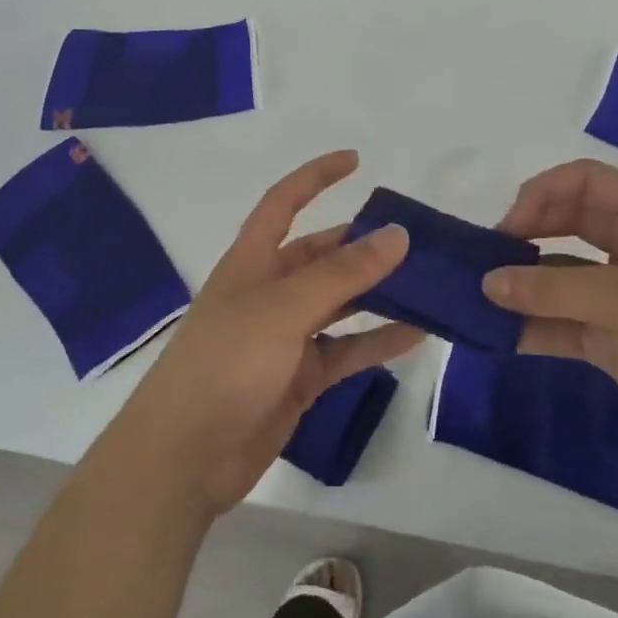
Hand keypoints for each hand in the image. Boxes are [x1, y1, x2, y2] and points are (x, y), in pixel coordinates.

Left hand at [115, 151, 422, 516]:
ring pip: (342, 305)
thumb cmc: (226, 364)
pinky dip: (378, 342)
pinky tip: (418, 335)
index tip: (356, 161)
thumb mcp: (283, 309)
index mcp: (253, 262)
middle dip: (365, 247)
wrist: (186, 455)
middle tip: (420, 243)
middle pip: (323, 257)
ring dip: (381, 296)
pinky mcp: (300, 377)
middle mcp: (270, 292)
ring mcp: (286, 337)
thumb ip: (341, 274)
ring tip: (431, 286)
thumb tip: (396, 235)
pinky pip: (347, 350)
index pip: (284, 203)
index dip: (315, 177)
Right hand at [483, 160, 617, 478]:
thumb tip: (486, 282)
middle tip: (486, 265)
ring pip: (560, 277)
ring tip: (480, 303)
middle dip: (524, 238)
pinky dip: (534, 327)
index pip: (583, 181)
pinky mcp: (615, 340)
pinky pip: (563, 323)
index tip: (508, 232)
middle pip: (566, 224)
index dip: (541, 195)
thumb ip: (549, 290)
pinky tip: (501, 337)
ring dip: (522, 288)